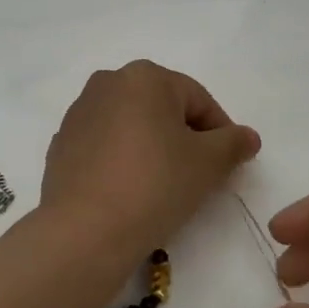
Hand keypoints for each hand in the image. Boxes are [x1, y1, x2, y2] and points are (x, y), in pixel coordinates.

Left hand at [41, 61, 260, 264]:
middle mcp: (107, 83)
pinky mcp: (61, 145)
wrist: (86, 231)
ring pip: (132, 126)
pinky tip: (130, 192)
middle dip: (184, 138)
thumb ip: (233, 143)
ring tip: (164, 187)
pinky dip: (123, 162)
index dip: (220, 132)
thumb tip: (247, 137)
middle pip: (163, 108)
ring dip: (152, 148)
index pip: (198, 100)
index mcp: (144, 76)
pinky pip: (105, 147)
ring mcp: (79, 114)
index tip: (228, 165)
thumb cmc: (155, 184)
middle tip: (199, 176)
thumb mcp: (208, 164)